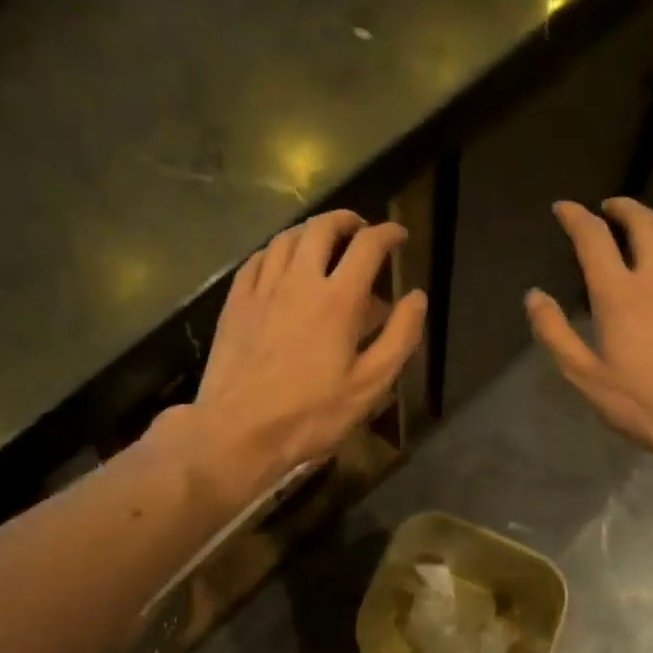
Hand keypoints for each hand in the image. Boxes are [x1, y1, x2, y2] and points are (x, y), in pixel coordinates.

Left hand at [162, 209, 425, 499]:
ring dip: (310, 231)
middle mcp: (298, 281)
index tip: (399, 235)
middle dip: (346, 221)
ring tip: (323, 242)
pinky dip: (276, 250)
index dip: (388, 233)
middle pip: (322, 228)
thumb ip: (399, 336)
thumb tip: (417, 297)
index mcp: (337, 299)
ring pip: (286, 238)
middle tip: (360, 230)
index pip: (368, 246)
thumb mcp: (370, 385)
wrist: (237, 431)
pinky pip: (257, 259)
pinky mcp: (235, 303)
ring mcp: (261, 289)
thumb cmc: (311, 414)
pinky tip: (281, 263)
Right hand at [526, 198, 652, 479]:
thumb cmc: (644, 403)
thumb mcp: (585, 376)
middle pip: (641, 222)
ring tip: (643, 224)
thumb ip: (554, 333)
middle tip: (608, 208)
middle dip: (621, 207)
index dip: (575, 217)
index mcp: (619, 293)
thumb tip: (534, 296)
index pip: (593, 237)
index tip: (563, 209)